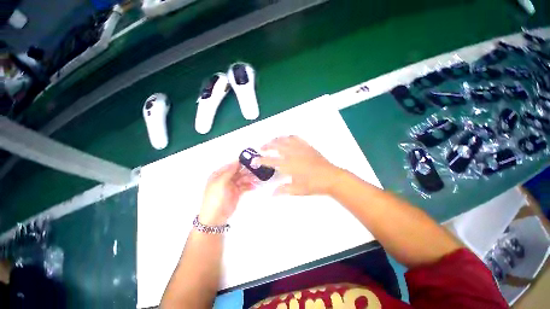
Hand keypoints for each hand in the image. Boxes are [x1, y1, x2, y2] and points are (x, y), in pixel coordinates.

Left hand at [199, 161, 255, 225]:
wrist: (216, 217)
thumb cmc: (216, 197)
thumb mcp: (221, 182)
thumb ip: (229, 171)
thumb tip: (237, 161)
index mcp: (219, 174)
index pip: (231, 166)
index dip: (240, 163)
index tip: (250, 161)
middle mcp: (226, 178)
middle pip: (238, 172)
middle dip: (247, 171)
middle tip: (257, 170)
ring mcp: (232, 185)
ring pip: (243, 179)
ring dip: (250, 178)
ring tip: (257, 179)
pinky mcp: (237, 192)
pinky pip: (244, 186)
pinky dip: (249, 186)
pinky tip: (254, 186)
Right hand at [257, 136, 341, 194]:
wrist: (331, 177)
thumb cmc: (313, 185)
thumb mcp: (297, 190)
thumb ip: (283, 190)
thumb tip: (271, 194)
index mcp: (288, 165)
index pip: (270, 161)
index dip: (260, 160)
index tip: (254, 160)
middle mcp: (292, 153)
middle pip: (276, 145)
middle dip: (266, 145)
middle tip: (261, 148)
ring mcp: (300, 148)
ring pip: (285, 139)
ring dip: (276, 139)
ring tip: (272, 141)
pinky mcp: (307, 146)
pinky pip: (296, 138)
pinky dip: (289, 137)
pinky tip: (287, 139)